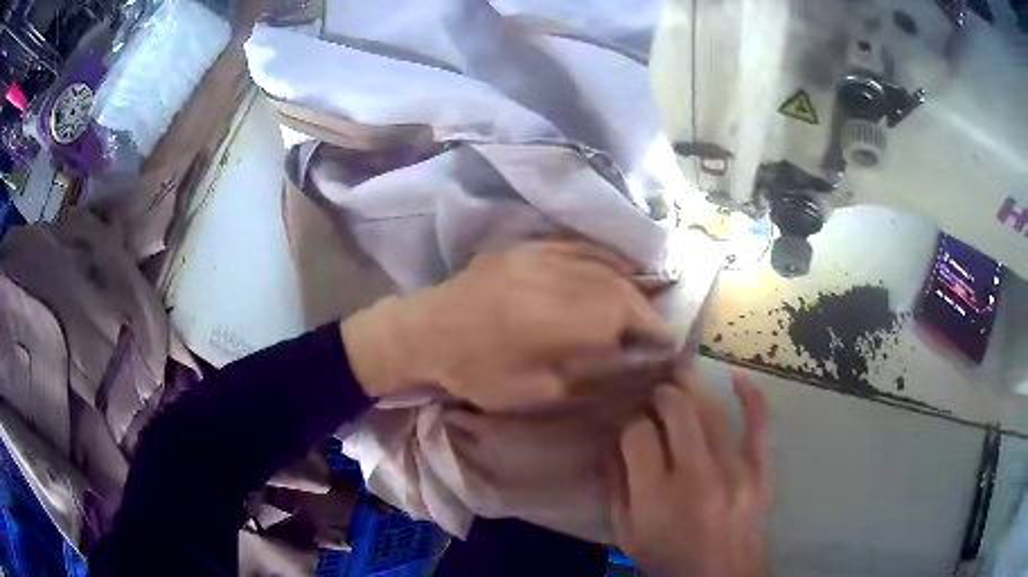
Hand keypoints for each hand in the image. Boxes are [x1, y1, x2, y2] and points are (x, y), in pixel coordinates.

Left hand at [341, 240, 674, 410]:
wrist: (426, 331)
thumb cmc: (478, 371)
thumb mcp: (537, 390)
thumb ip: (591, 373)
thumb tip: (632, 360)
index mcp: (555, 320)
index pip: (624, 316)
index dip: (652, 328)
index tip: (667, 342)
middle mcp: (554, 278)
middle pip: (618, 287)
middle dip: (644, 307)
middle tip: (656, 328)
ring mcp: (539, 256)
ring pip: (602, 265)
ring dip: (629, 284)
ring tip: (642, 303)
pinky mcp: (527, 246)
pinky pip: (577, 247)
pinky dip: (603, 259)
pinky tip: (617, 269)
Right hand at [609, 373, 771, 576]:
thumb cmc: (667, 561)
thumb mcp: (626, 534)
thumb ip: (616, 486)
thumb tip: (611, 440)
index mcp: (656, 498)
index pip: (637, 434)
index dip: (628, 422)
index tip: (628, 424)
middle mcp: (697, 477)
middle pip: (676, 410)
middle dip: (659, 395)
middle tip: (652, 397)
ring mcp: (736, 471)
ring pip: (712, 410)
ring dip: (691, 389)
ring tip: (678, 383)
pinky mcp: (762, 471)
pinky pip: (760, 424)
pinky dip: (750, 395)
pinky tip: (737, 376)